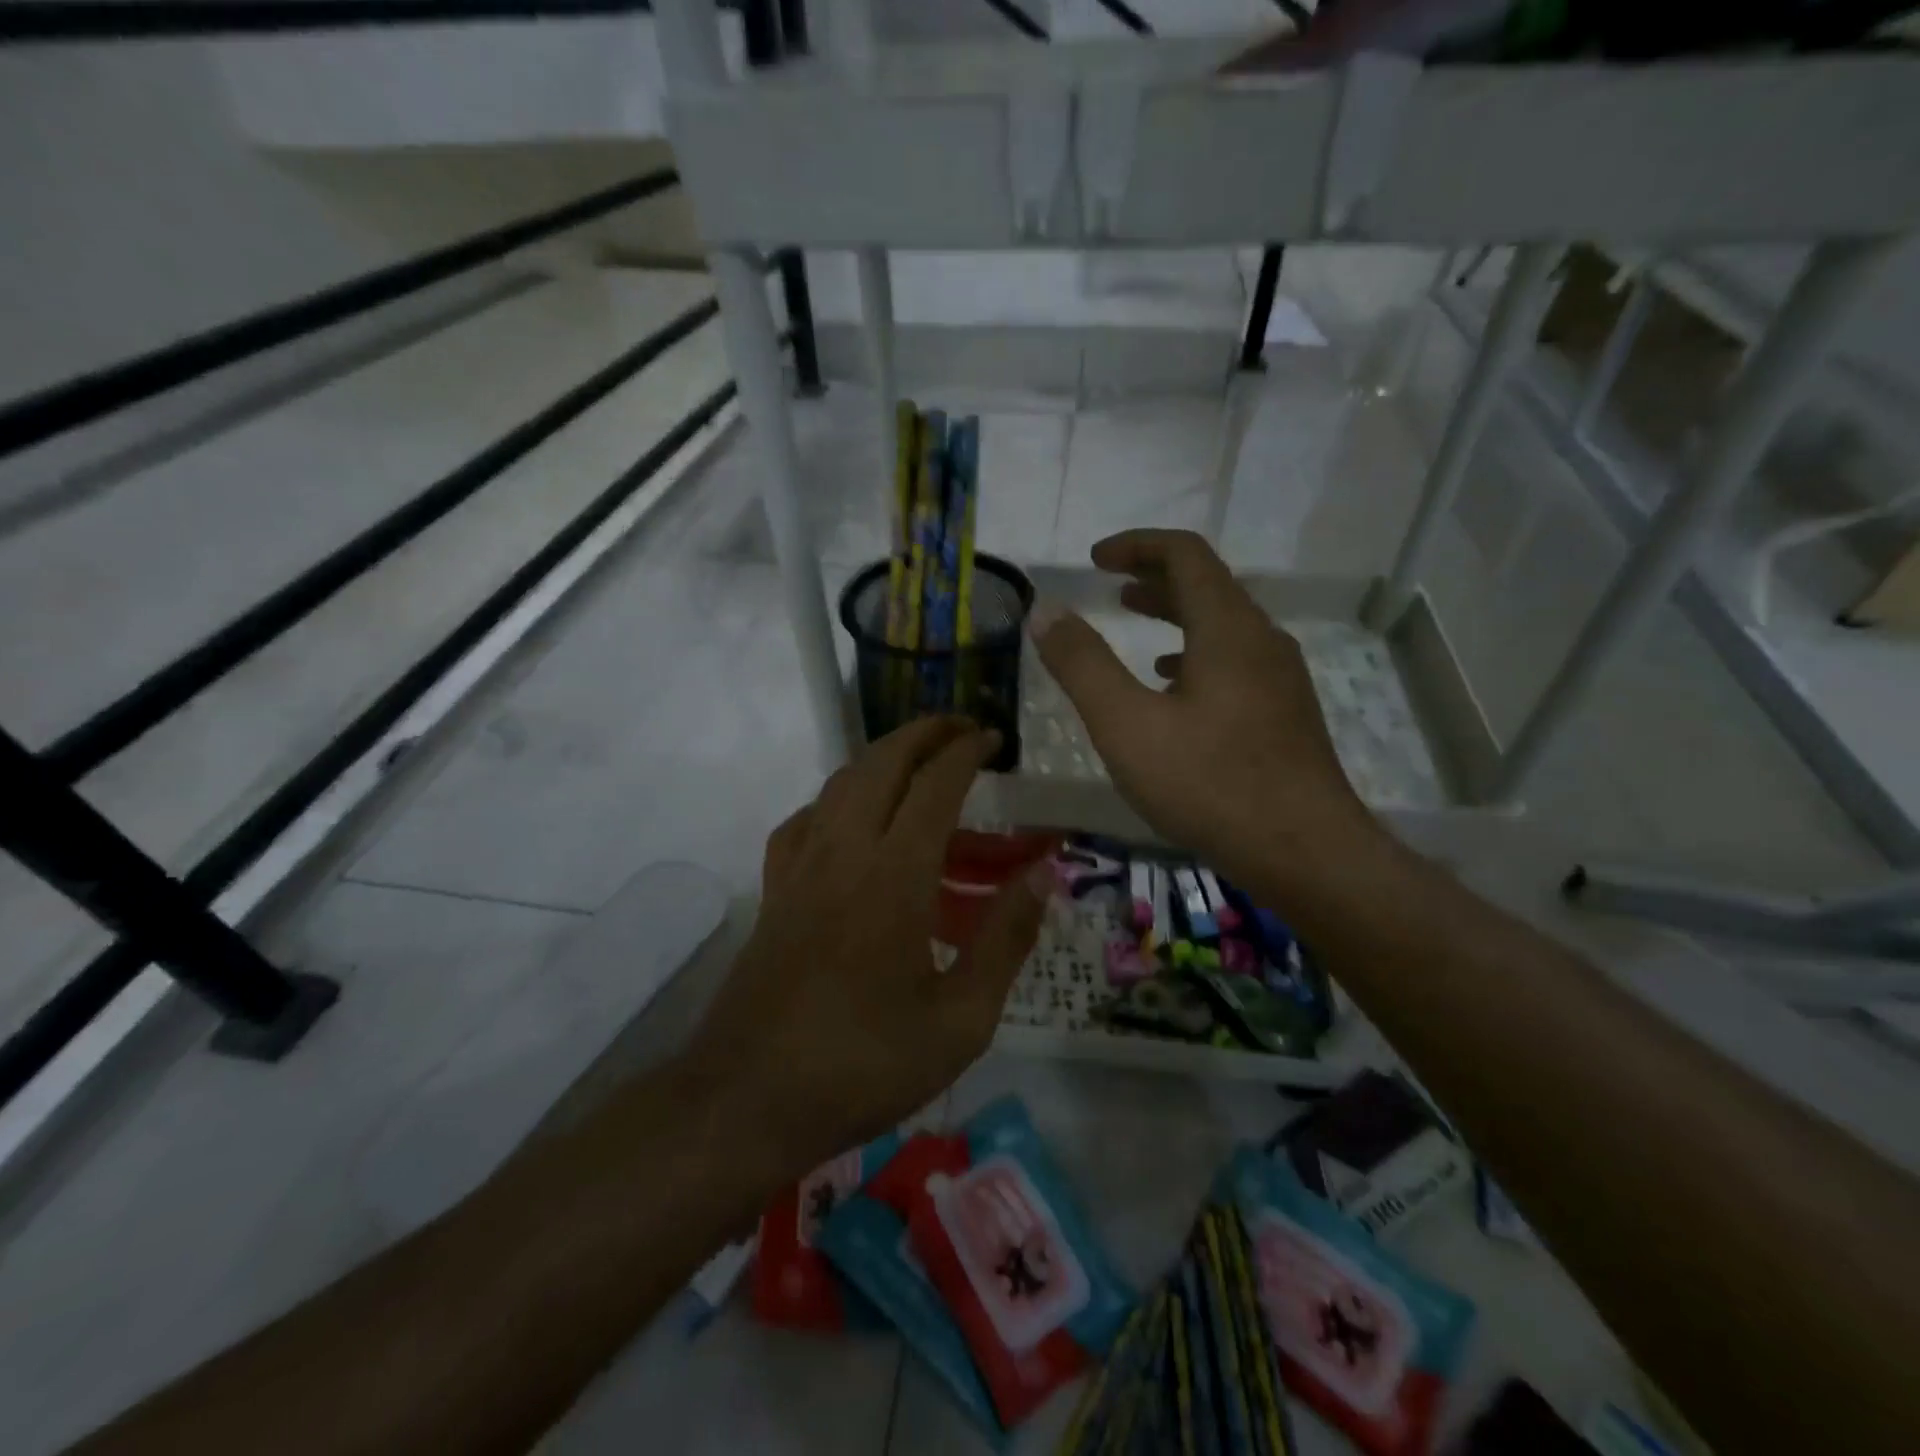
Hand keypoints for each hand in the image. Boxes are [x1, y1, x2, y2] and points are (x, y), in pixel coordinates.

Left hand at [684, 718, 1048, 1179]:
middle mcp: (843, 852)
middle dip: (923, 733)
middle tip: (961, 730)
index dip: (966, 751)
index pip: (935, 785)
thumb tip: (1042, 873)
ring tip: (917, 760)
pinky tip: (851, 818)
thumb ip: (1006, 939)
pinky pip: (806, 818)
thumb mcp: (960, 1021)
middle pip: (881, 763)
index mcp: (894, 876)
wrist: (747, 1100)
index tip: (993, 738)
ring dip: (882, 756)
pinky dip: (837, 797)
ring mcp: (800, 867)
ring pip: (839, 781)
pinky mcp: (774, 890)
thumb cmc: (864, 1065)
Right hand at [1030, 529, 1377, 882]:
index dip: (1136, 545)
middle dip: (1154, 576)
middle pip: (1208, 584)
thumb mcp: (1126, 724)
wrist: (1305, 852)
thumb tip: (1046, 611)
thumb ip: (1082, 665)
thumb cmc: (1209, 783)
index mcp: (1227, 628)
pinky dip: (1196, 654)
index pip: (1185, 554)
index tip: (1095, 560)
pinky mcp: (1284, 712)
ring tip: (1135, 624)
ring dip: (1176, 614)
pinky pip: (1235, 660)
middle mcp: (1261, 639)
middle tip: (1111, 585)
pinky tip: (1173, 686)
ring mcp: (1280, 677)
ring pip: (1223, 624)